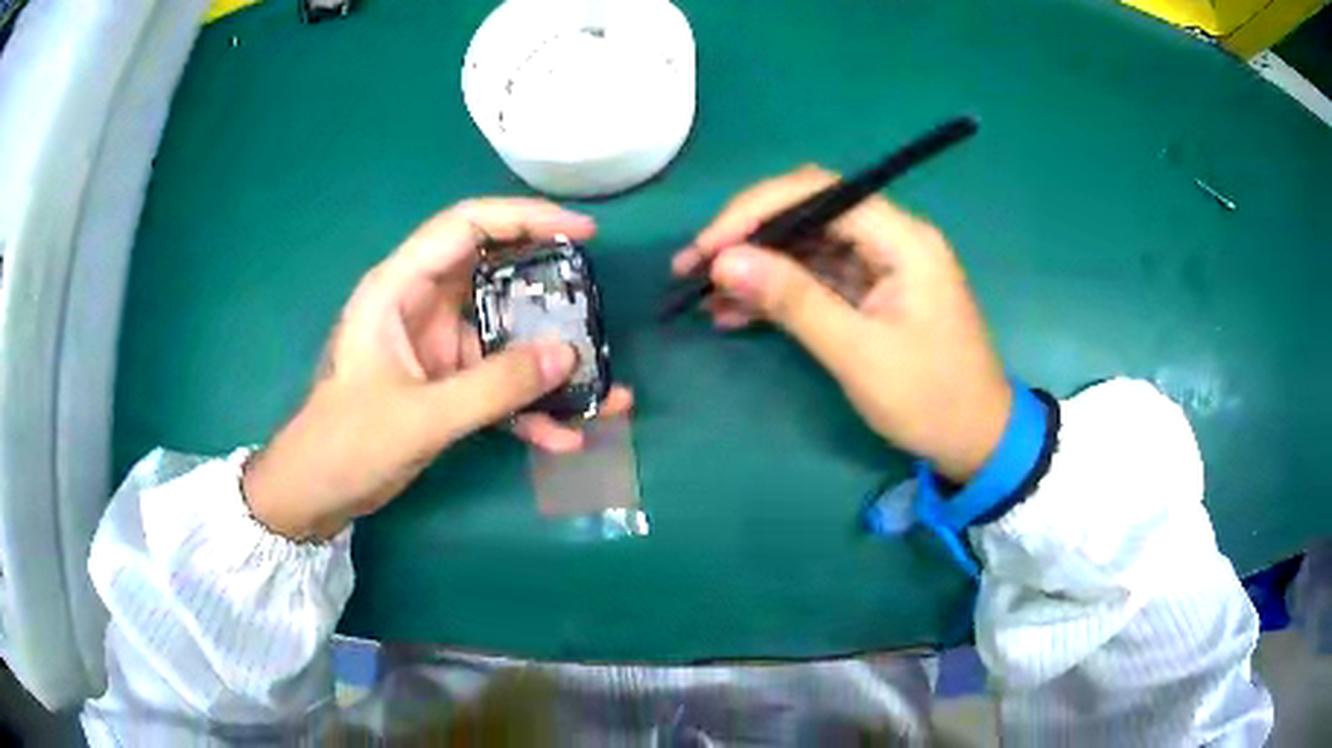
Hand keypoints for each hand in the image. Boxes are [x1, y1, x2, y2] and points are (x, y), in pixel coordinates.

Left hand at [244, 199, 632, 539]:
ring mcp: (436, 346)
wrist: (317, 493)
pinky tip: (564, 435)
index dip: (526, 218)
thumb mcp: (421, 416)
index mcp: (400, 287)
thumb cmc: (348, 443)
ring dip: (548, 361)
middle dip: (549, 288)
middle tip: (596, 301)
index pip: (467, 226)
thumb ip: (494, 387)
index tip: (582, 232)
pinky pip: (497, 382)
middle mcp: (421, 305)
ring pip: (503, 334)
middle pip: (494, 274)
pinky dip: (528, 405)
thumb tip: (568, 357)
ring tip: (602, 386)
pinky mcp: (445, 383)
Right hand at [673, 166, 1009, 481]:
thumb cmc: (930, 399)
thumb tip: (724, 261)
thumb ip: (794, 301)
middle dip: (748, 236)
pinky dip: (778, 292)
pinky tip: (735, 313)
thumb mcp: (859, 354)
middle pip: (808, 212)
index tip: (708, 246)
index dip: (756, 210)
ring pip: (806, 246)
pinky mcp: (871, 292)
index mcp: (902, 238)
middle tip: (693, 266)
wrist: (975, 440)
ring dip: (757, 266)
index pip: (819, 193)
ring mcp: (881, 265)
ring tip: (703, 294)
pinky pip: (816, 278)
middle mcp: (891, 238)